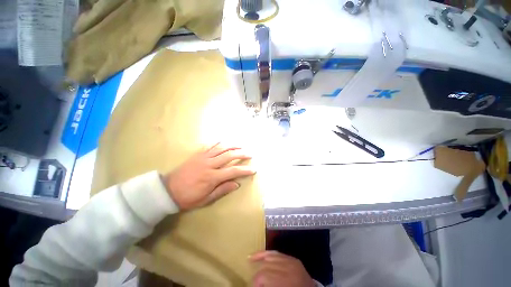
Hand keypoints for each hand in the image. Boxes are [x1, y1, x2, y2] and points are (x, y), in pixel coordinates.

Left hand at [163, 143, 255, 209]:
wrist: (168, 190)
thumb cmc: (188, 197)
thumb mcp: (205, 199)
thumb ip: (222, 190)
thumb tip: (236, 184)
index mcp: (212, 177)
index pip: (233, 171)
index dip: (244, 170)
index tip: (253, 169)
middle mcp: (209, 164)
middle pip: (229, 156)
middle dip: (241, 154)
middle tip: (250, 153)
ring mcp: (203, 158)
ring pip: (221, 148)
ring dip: (232, 146)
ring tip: (241, 146)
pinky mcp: (198, 155)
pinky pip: (210, 146)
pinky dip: (219, 143)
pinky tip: (225, 142)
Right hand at [250, 251, 315, 286]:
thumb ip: (268, 285)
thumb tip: (257, 282)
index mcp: (285, 281)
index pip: (264, 275)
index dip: (255, 281)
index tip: (253, 285)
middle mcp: (288, 267)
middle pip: (266, 265)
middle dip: (257, 272)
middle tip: (252, 279)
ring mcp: (292, 261)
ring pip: (271, 255)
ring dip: (260, 257)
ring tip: (250, 259)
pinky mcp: (294, 259)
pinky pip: (279, 253)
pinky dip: (269, 254)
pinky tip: (262, 254)